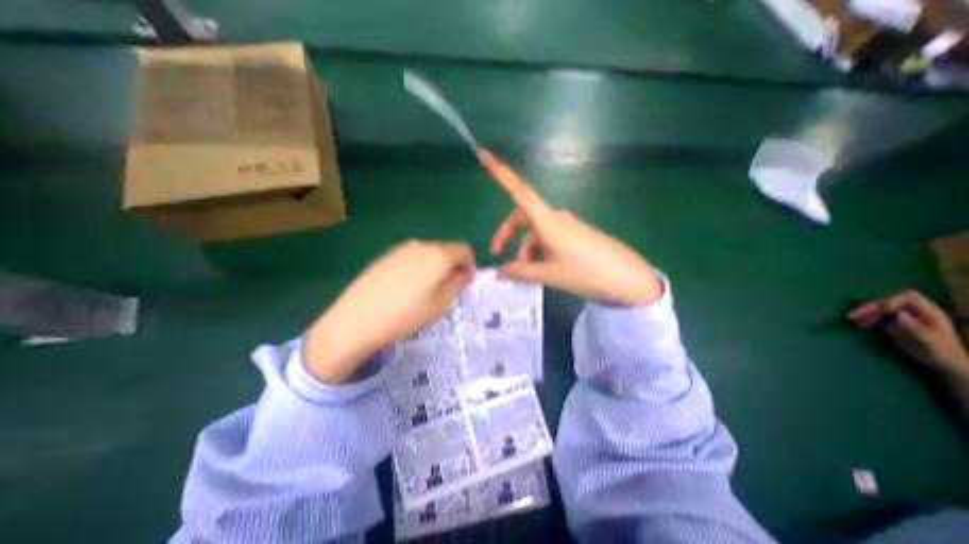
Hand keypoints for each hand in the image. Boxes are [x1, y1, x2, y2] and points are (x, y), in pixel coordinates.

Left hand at [300, 241, 472, 383]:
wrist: (356, 320)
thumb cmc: (406, 314)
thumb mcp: (440, 303)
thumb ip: (458, 283)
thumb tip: (466, 273)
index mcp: (438, 254)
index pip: (464, 249)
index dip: (470, 265)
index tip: (465, 282)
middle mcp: (421, 245)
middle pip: (446, 249)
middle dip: (452, 265)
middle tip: (446, 289)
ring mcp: (401, 248)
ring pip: (429, 252)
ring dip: (435, 266)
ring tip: (425, 290)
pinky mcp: (386, 255)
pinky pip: (411, 256)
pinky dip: (418, 266)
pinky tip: (405, 287)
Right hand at [478, 149, 663, 305]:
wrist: (627, 278)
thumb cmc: (586, 273)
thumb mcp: (548, 275)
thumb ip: (520, 272)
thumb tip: (499, 273)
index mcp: (547, 221)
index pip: (518, 191)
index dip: (500, 173)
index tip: (483, 155)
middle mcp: (555, 217)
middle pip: (521, 217)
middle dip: (507, 235)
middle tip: (498, 255)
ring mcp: (566, 225)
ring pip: (535, 232)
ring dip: (525, 250)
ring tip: (527, 272)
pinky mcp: (574, 234)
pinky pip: (548, 237)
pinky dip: (538, 251)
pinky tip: (542, 269)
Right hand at [851, 289, 967, 381]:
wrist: (945, 363)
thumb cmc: (941, 352)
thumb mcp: (929, 340)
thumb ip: (913, 326)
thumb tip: (895, 313)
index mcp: (930, 312)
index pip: (909, 297)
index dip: (892, 300)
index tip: (881, 310)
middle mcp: (915, 311)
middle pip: (888, 301)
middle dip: (870, 307)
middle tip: (853, 315)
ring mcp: (904, 317)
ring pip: (879, 308)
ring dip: (865, 313)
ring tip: (853, 320)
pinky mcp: (894, 323)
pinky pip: (877, 316)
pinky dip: (866, 319)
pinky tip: (860, 325)